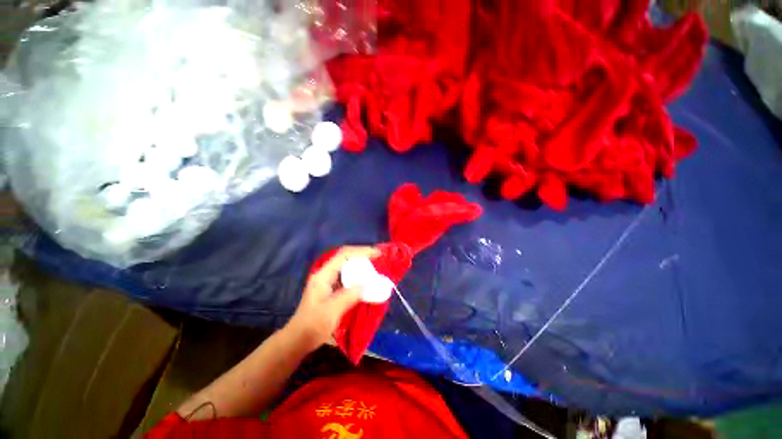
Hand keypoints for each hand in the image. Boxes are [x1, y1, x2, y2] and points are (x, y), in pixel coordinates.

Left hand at [285, 246, 380, 351]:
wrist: (299, 340)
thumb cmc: (312, 325)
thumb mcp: (331, 311)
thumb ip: (349, 295)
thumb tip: (367, 284)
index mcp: (323, 275)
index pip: (344, 255)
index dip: (361, 251)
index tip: (377, 254)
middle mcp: (326, 275)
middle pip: (347, 259)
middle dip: (363, 258)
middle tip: (380, 261)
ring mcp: (329, 282)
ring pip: (348, 269)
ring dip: (362, 268)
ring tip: (376, 271)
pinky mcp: (333, 291)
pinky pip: (349, 279)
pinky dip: (359, 279)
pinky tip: (367, 284)